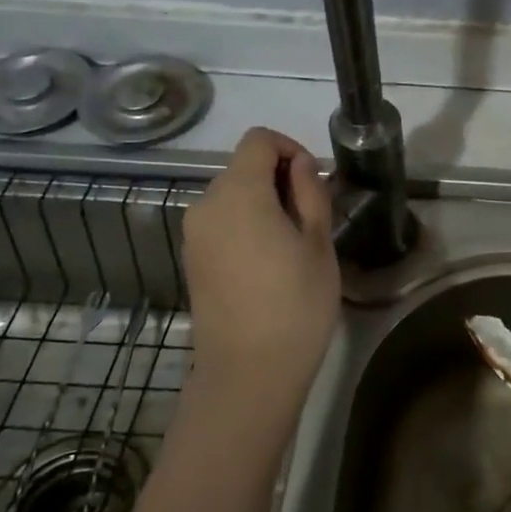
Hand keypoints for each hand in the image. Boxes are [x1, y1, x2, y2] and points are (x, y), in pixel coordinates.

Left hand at [181, 127, 338, 413]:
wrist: (249, 371)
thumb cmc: (295, 303)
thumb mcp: (318, 244)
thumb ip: (310, 193)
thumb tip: (301, 166)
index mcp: (239, 192)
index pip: (259, 140)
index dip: (290, 148)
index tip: (314, 181)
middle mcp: (207, 204)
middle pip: (243, 167)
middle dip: (279, 178)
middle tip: (313, 216)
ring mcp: (194, 234)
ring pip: (232, 196)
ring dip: (263, 202)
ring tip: (293, 242)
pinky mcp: (192, 259)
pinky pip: (222, 223)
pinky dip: (246, 224)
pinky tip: (269, 261)